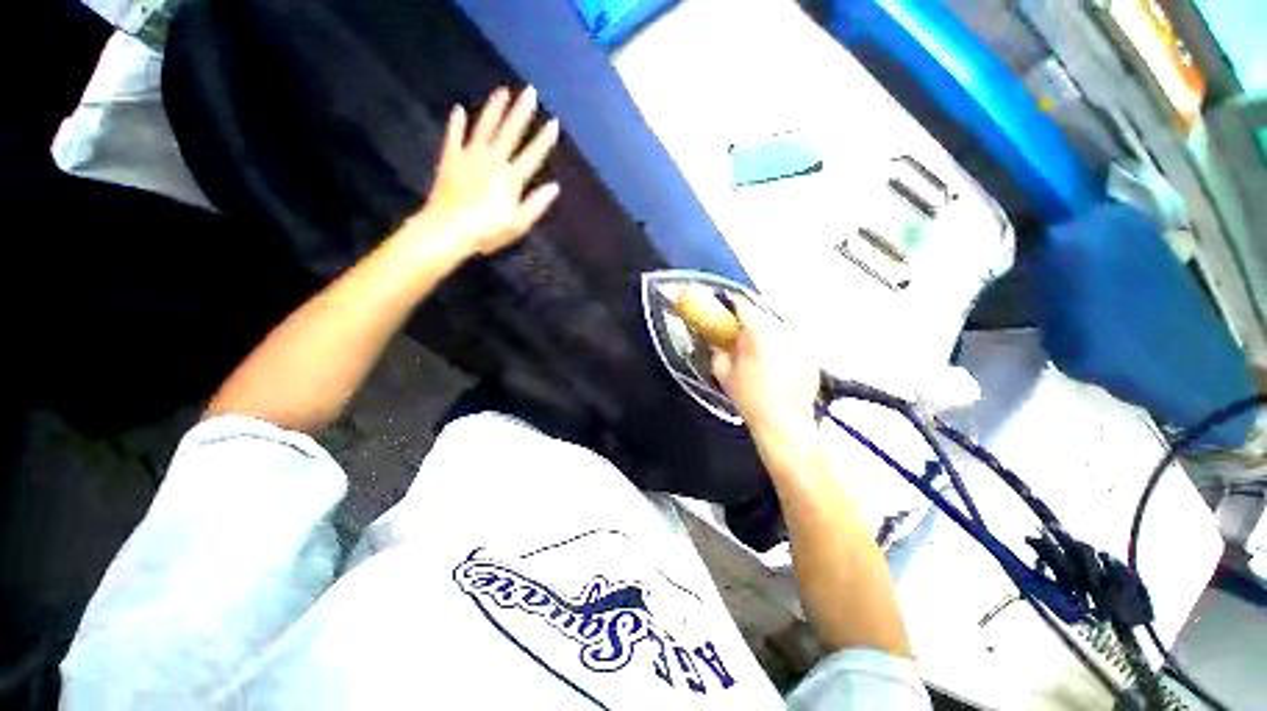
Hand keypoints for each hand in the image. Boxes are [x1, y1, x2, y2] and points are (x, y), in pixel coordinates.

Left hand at [408, 86, 561, 258]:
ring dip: (494, 109)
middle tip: (530, 91)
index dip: (544, 139)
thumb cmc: (487, 231)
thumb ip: (536, 203)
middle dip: (521, 112)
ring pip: (485, 128)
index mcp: (511, 178)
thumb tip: (554, 187)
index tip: (554, 122)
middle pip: (510, 133)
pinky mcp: (450, 160)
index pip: (532, 155)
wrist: (447, 230)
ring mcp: (469, 157)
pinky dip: (456, 123)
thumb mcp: (519, 224)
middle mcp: (492, 161)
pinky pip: (454, 137)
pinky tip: (459, 109)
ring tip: (502, 91)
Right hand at [712, 299, 820, 444]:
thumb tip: (716, 340)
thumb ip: (718, 351)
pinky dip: (780, 348)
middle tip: (738, 335)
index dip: (730, 305)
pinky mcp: (811, 357)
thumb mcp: (723, 373)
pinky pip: (791, 344)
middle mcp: (783, 333)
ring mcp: (800, 344)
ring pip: (778, 328)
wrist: (783, 425)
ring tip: (757, 352)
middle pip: (762, 315)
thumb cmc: (749, 399)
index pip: (743, 305)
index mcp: (758, 334)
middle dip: (749, 321)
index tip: (723, 310)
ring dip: (765, 334)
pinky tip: (775, 366)